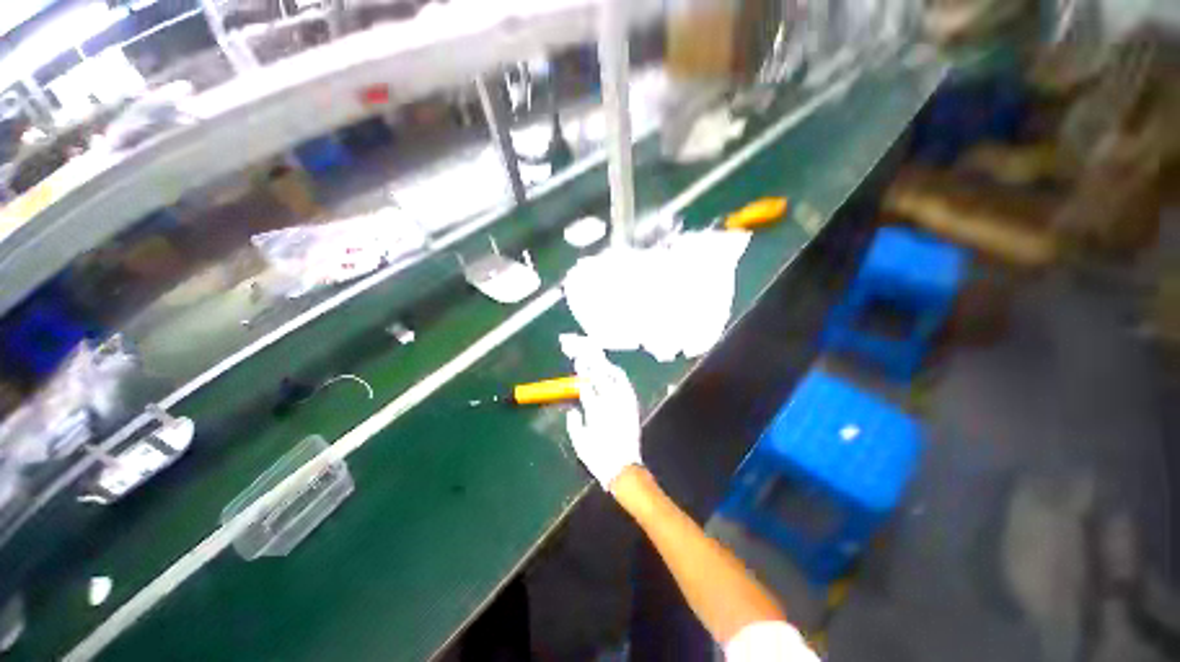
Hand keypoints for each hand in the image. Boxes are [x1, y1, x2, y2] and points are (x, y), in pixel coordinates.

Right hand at [560, 335, 641, 488]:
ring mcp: (624, 404)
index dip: (581, 373)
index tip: (577, 362)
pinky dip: (620, 377)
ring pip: (615, 378)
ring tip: (599, 359)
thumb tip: (573, 410)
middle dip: (592, 364)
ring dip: (606, 367)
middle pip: (600, 377)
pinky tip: (615, 372)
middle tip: (586, 354)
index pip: (587, 385)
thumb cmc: (598, 457)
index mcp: (595, 411)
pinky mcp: (632, 407)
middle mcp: (610, 403)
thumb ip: (574, 424)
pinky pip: (626, 386)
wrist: (623, 468)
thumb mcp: (579, 442)